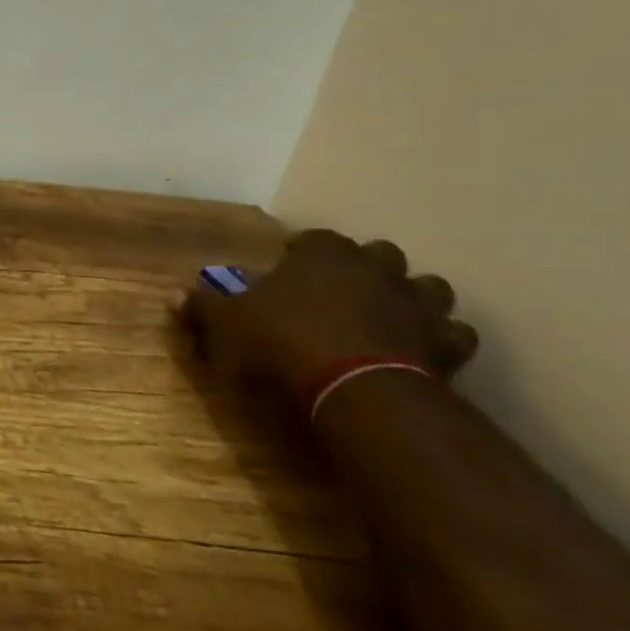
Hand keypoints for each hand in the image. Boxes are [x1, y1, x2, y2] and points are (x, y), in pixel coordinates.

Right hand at [180, 230, 478, 402]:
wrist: (358, 392)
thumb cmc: (284, 343)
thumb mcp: (227, 325)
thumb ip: (204, 307)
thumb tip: (175, 296)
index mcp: (323, 254)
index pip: (314, 238)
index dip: (301, 252)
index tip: (288, 268)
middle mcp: (375, 268)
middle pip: (379, 253)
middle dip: (364, 267)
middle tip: (341, 290)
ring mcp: (418, 305)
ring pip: (428, 287)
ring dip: (411, 297)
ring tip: (388, 316)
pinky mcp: (446, 346)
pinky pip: (453, 335)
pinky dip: (441, 340)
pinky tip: (422, 352)